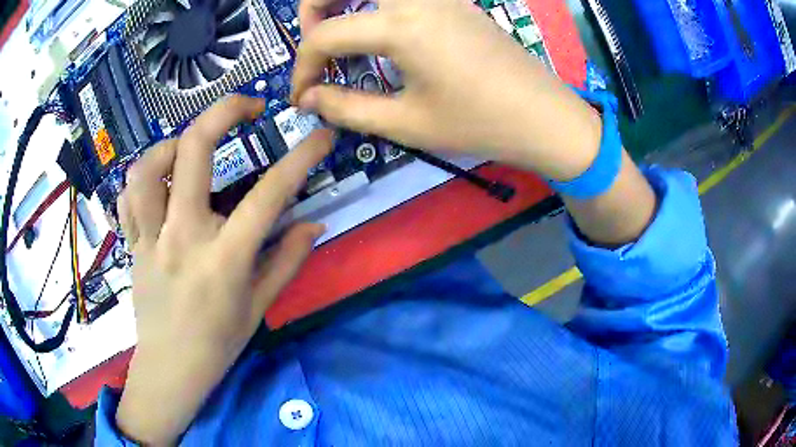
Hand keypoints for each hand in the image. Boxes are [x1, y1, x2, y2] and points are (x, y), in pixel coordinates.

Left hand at [114, 96, 331, 444]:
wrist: (170, 369)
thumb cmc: (218, 343)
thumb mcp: (259, 307)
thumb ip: (287, 260)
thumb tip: (315, 223)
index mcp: (223, 258)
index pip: (268, 195)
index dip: (301, 159)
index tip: (321, 136)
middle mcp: (182, 236)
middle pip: (194, 150)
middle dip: (225, 111)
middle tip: (249, 105)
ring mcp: (150, 237)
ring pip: (148, 165)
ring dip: (172, 143)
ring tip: (188, 149)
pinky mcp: (131, 243)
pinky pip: (127, 195)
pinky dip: (142, 178)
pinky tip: (158, 184)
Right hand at [292, 0, 601, 180]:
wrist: (542, 116)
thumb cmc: (479, 124)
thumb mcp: (407, 124)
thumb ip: (347, 107)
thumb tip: (308, 97)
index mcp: (402, 26)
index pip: (325, 36)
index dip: (302, 68)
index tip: (302, 96)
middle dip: (313, 8)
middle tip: (316, 43)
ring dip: (344, 1)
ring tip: (340, 34)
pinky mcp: (453, 1)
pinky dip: (375, 4)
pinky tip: (378, 32)